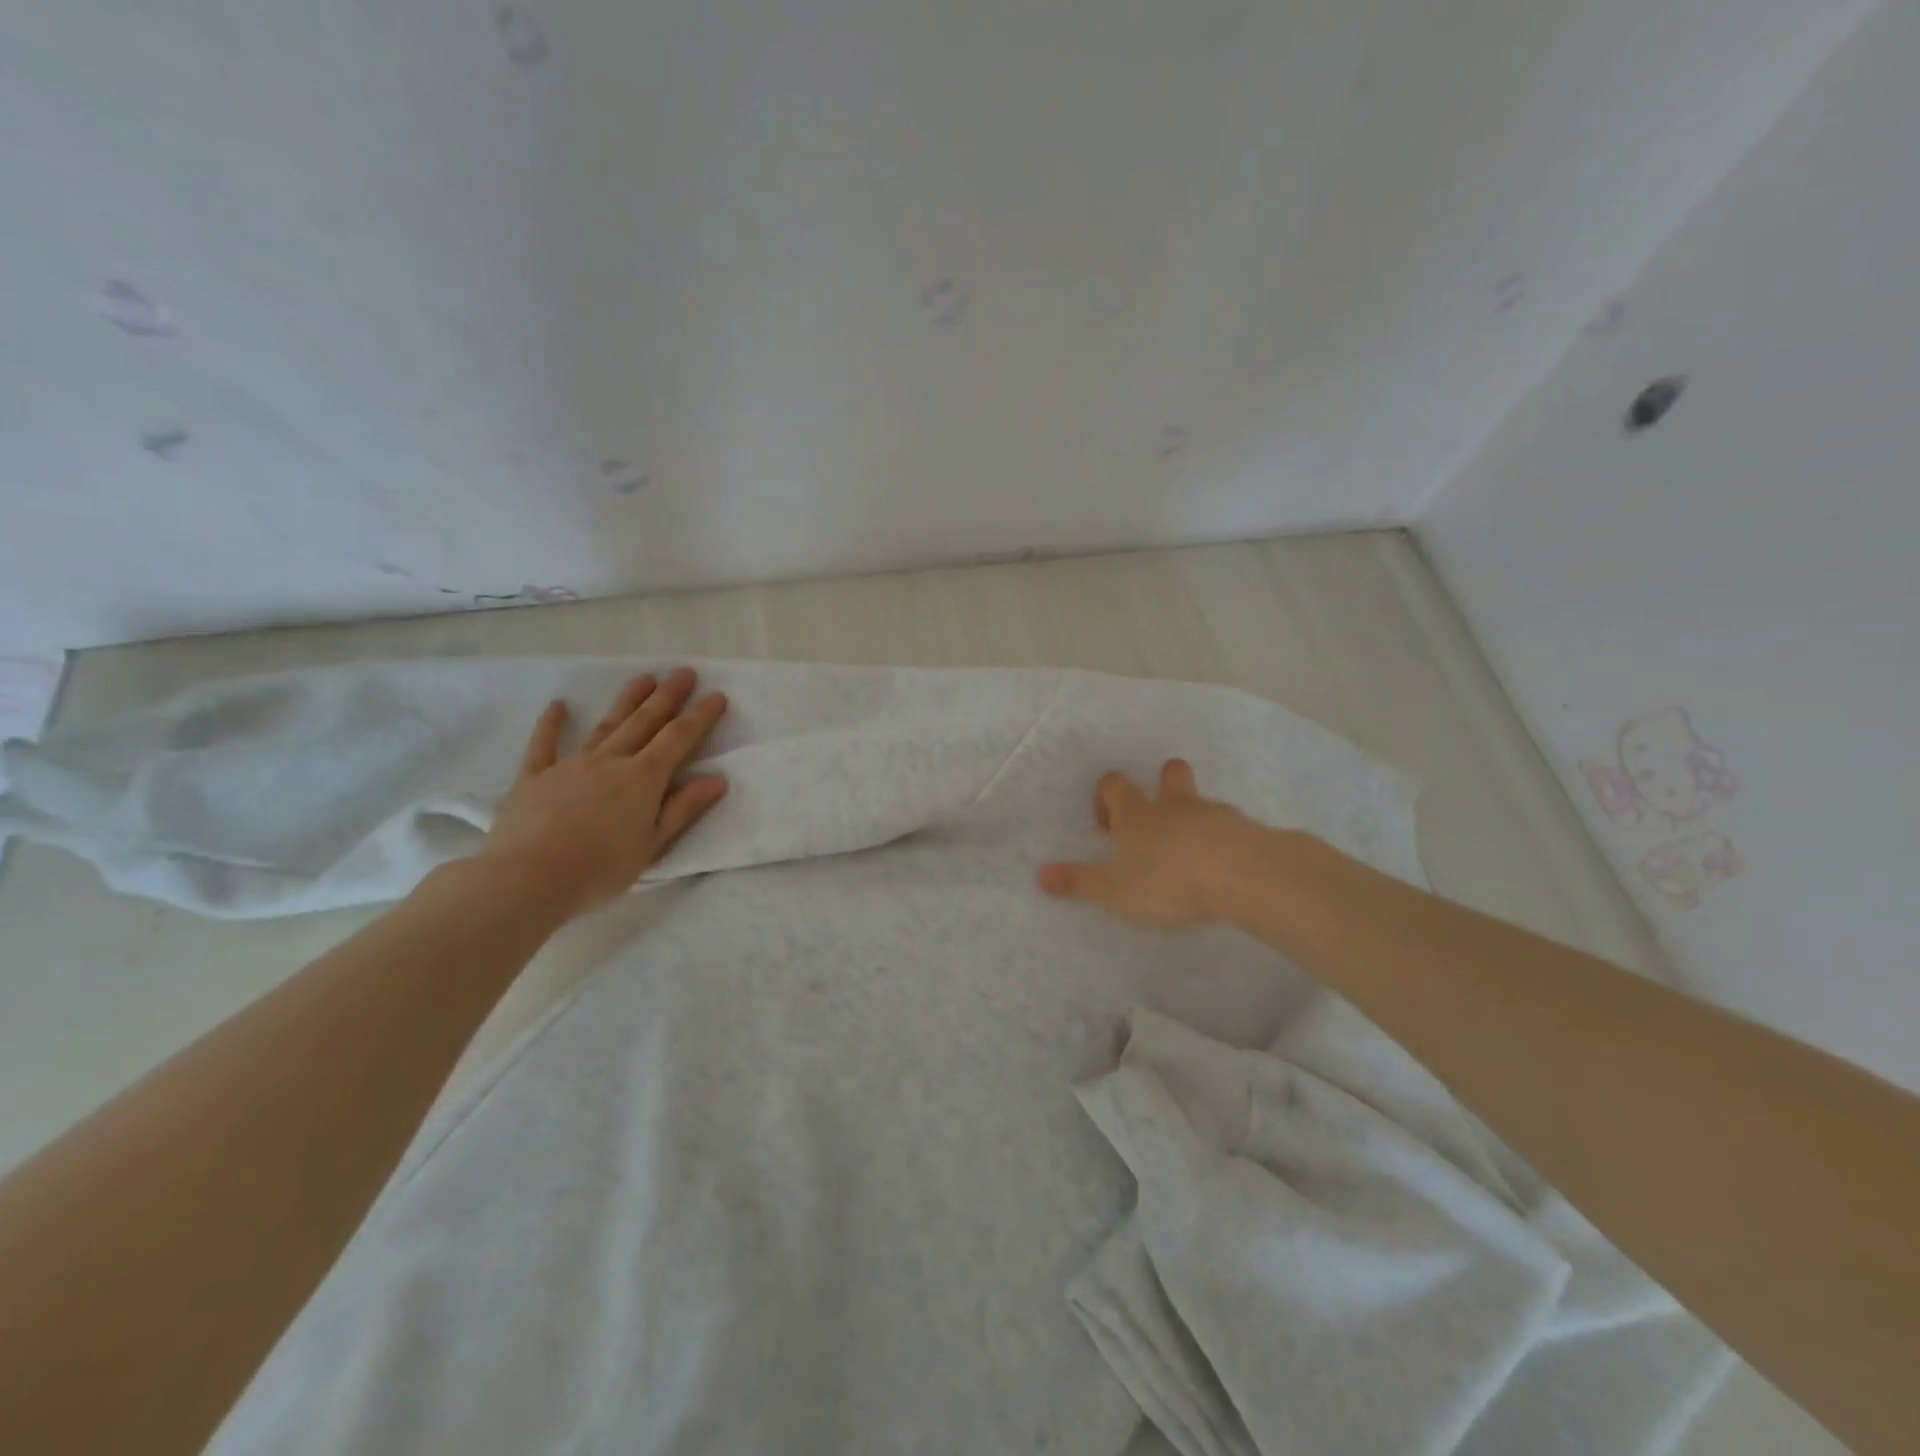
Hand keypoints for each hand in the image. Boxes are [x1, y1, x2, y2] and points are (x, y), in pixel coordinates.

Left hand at [474, 668, 728, 919]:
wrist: (527, 878)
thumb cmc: (600, 869)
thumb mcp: (652, 845)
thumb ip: (682, 809)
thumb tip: (717, 779)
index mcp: (643, 779)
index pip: (678, 740)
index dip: (700, 717)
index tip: (717, 695)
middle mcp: (610, 762)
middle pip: (644, 723)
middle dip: (668, 697)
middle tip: (685, 672)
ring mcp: (570, 765)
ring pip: (606, 726)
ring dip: (627, 701)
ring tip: (645, 678)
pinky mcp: (534, 777)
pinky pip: (544, 744)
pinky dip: (551, 723)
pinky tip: (559, 704)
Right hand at [1036, 759, 1269, 927]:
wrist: (1241, 876)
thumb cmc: (1167, 880)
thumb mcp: (1114, 890)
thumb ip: (1080, 882)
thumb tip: (1040, 876)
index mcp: (1137, 813)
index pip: (1114, 784)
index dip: (1106, 795)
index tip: (1106, 823)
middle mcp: (1174, 805)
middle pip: (1169, 774)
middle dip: (1162, 784)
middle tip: (1155, 815)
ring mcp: (1214, 814)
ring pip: (1201, 801)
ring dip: (1193, 817)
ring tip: (1190, 852)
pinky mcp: (1247, 831)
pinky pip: (1231, 827)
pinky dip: (1224, 839)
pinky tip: (1223, 866)